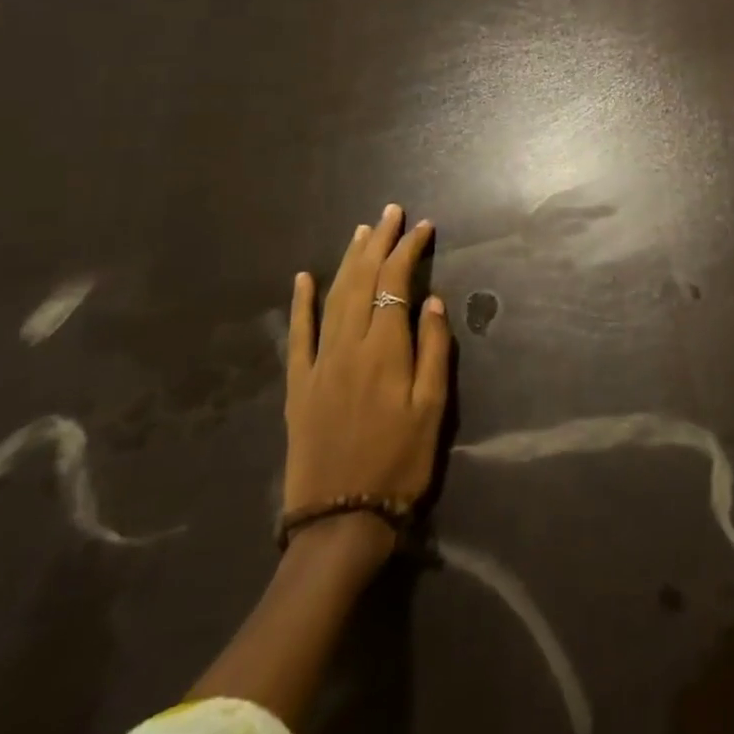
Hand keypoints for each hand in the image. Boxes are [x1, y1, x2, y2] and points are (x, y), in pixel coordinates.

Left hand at [284, 205, 452, 535]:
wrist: (340, 520)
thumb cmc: (400, 463)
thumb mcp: (433, 409)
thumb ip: (435, 350)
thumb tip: (433, 301)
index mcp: (384, 350)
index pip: (396, 283)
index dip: (409, 250)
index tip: (423, 226)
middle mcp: (348, 346)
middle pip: (362, 281)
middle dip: (379, 243)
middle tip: (391, 213)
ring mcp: (318, 364)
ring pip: (333, 298)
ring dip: (347, 261)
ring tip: (362, 232)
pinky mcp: (299, 385)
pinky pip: (298, 335)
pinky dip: (300, 303)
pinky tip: (303, 278)